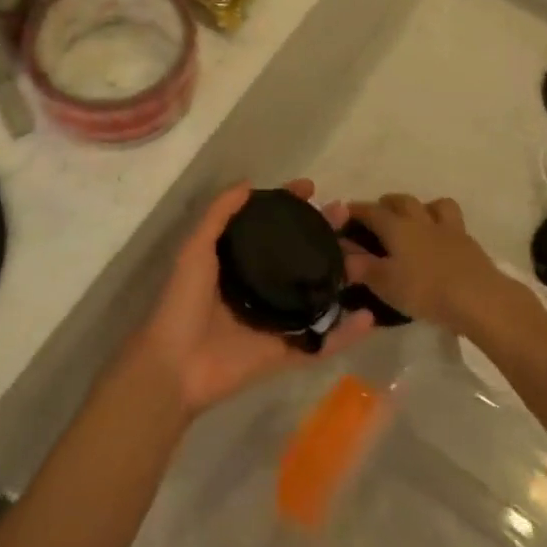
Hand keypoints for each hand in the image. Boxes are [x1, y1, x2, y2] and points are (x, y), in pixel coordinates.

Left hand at [134, 181, 373, 417]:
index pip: (272, 227)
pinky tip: (369, 316)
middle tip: (346, 214)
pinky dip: (347, 334)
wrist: (176, 363)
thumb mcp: (196, 248)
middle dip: (325, 234)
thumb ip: (218, 215)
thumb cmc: (183, 301)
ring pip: (319, 294)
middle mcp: (262, 286)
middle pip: (302, 255)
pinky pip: (322, 342)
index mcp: (240, 262)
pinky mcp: (287, 352)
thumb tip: (248, 183)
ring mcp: (278, 320)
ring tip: (366, 260)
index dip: (290, 205)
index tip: (311, 188)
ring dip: (343, 277)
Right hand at [342, 193, 519, 336]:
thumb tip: (341, 254)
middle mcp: (420, 220)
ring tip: (415, 222)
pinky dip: (442, 226)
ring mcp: (448, 229)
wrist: (479, 299)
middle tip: (378, 216)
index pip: (370, 210)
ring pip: (433, 205)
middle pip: (401, 200)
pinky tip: (440, 241)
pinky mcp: (469, 243)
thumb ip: (360, 266)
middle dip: (386, 203)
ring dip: (421, 207)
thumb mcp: (385, 283)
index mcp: (396, 226)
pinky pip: (453, 223)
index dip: (355, 210)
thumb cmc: (425, 290)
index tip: (343, 213)